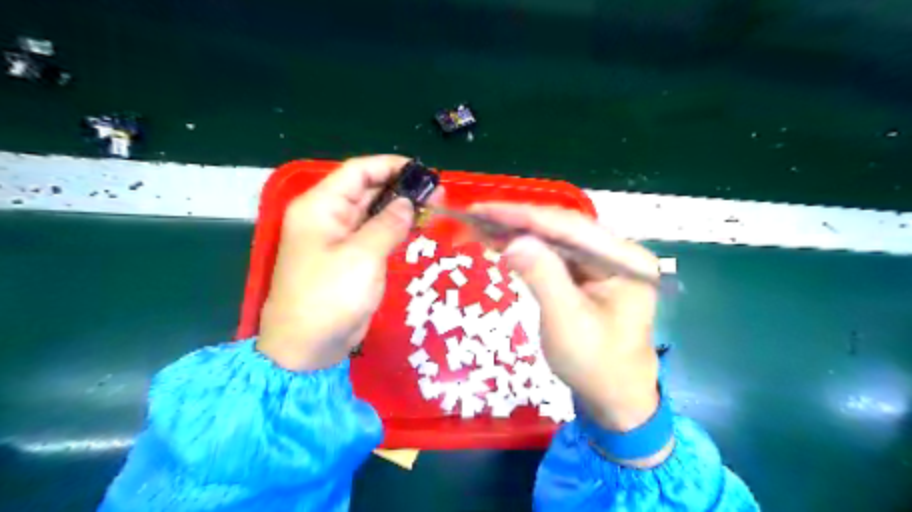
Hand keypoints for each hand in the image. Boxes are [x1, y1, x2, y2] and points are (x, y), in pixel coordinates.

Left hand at [254, 157, 429, 370]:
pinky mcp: (350, 257)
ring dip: (400, 207)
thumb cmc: (329, 297)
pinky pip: (374, 233)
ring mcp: (338, 238)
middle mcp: (328, 216)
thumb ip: (388, 224)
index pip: (357, 172)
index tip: (422, 171)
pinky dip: (394, 228)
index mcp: (320, 206)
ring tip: (433, 207)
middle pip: (366, 189)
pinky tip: (416, 226)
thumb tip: (407, 204)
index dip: (389, 166)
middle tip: (436, 192)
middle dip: (400, 187)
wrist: (308, 346)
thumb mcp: (362, 256)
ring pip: (372, 211)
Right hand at [470, 203, 654, 431]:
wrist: (614, 397)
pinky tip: (502, 242)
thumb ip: (542, 276)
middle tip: (477, 215)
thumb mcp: (566, 323)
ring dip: (519, 232)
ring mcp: (604, 261)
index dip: (524, 216)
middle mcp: (618, 252)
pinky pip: (555, 254)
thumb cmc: (595, 365)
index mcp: (625, 259)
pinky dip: (527, 249)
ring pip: (555, 238)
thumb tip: (513, 240)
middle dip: (518, 221)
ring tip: (482, 225)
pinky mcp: (590, 273)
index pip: (569, 227)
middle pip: (562, 227)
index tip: (484, 209)